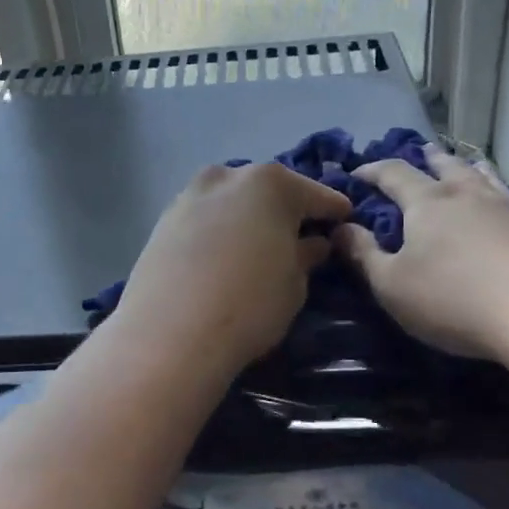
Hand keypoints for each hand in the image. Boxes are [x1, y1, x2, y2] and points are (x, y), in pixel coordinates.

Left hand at [114, 163, 350, 378]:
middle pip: (267, 190)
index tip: (346, 221)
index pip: (315, 195)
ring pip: (230, 200)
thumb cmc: (250, 304)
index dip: (333, 211)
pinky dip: (217, 229)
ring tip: (257, 245)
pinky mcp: (163, 220)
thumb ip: (306, 256)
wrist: (170, 332)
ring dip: (246, 216)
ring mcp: (190, 195)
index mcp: (271, 183)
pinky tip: (222, 254)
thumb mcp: (294, 284)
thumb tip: (313, 243)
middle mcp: (228, 176)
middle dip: (285, 210)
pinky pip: (204, 218)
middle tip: (299, 235)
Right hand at [332, 144, 508, 362]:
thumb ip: (363, 255)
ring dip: (465, 167)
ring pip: (481, 175)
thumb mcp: (392, 285)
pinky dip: (495, 190)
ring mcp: (506, 208)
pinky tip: (501, 200)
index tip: (357, 172)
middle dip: (426, 159)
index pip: (393, 173)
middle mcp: (465, 194)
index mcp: (426, 202)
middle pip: (443, 165)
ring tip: (463, 164)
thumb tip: (340, 228)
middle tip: (419, 152)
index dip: (372, 170)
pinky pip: (507, 196)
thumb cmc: (454, 299)